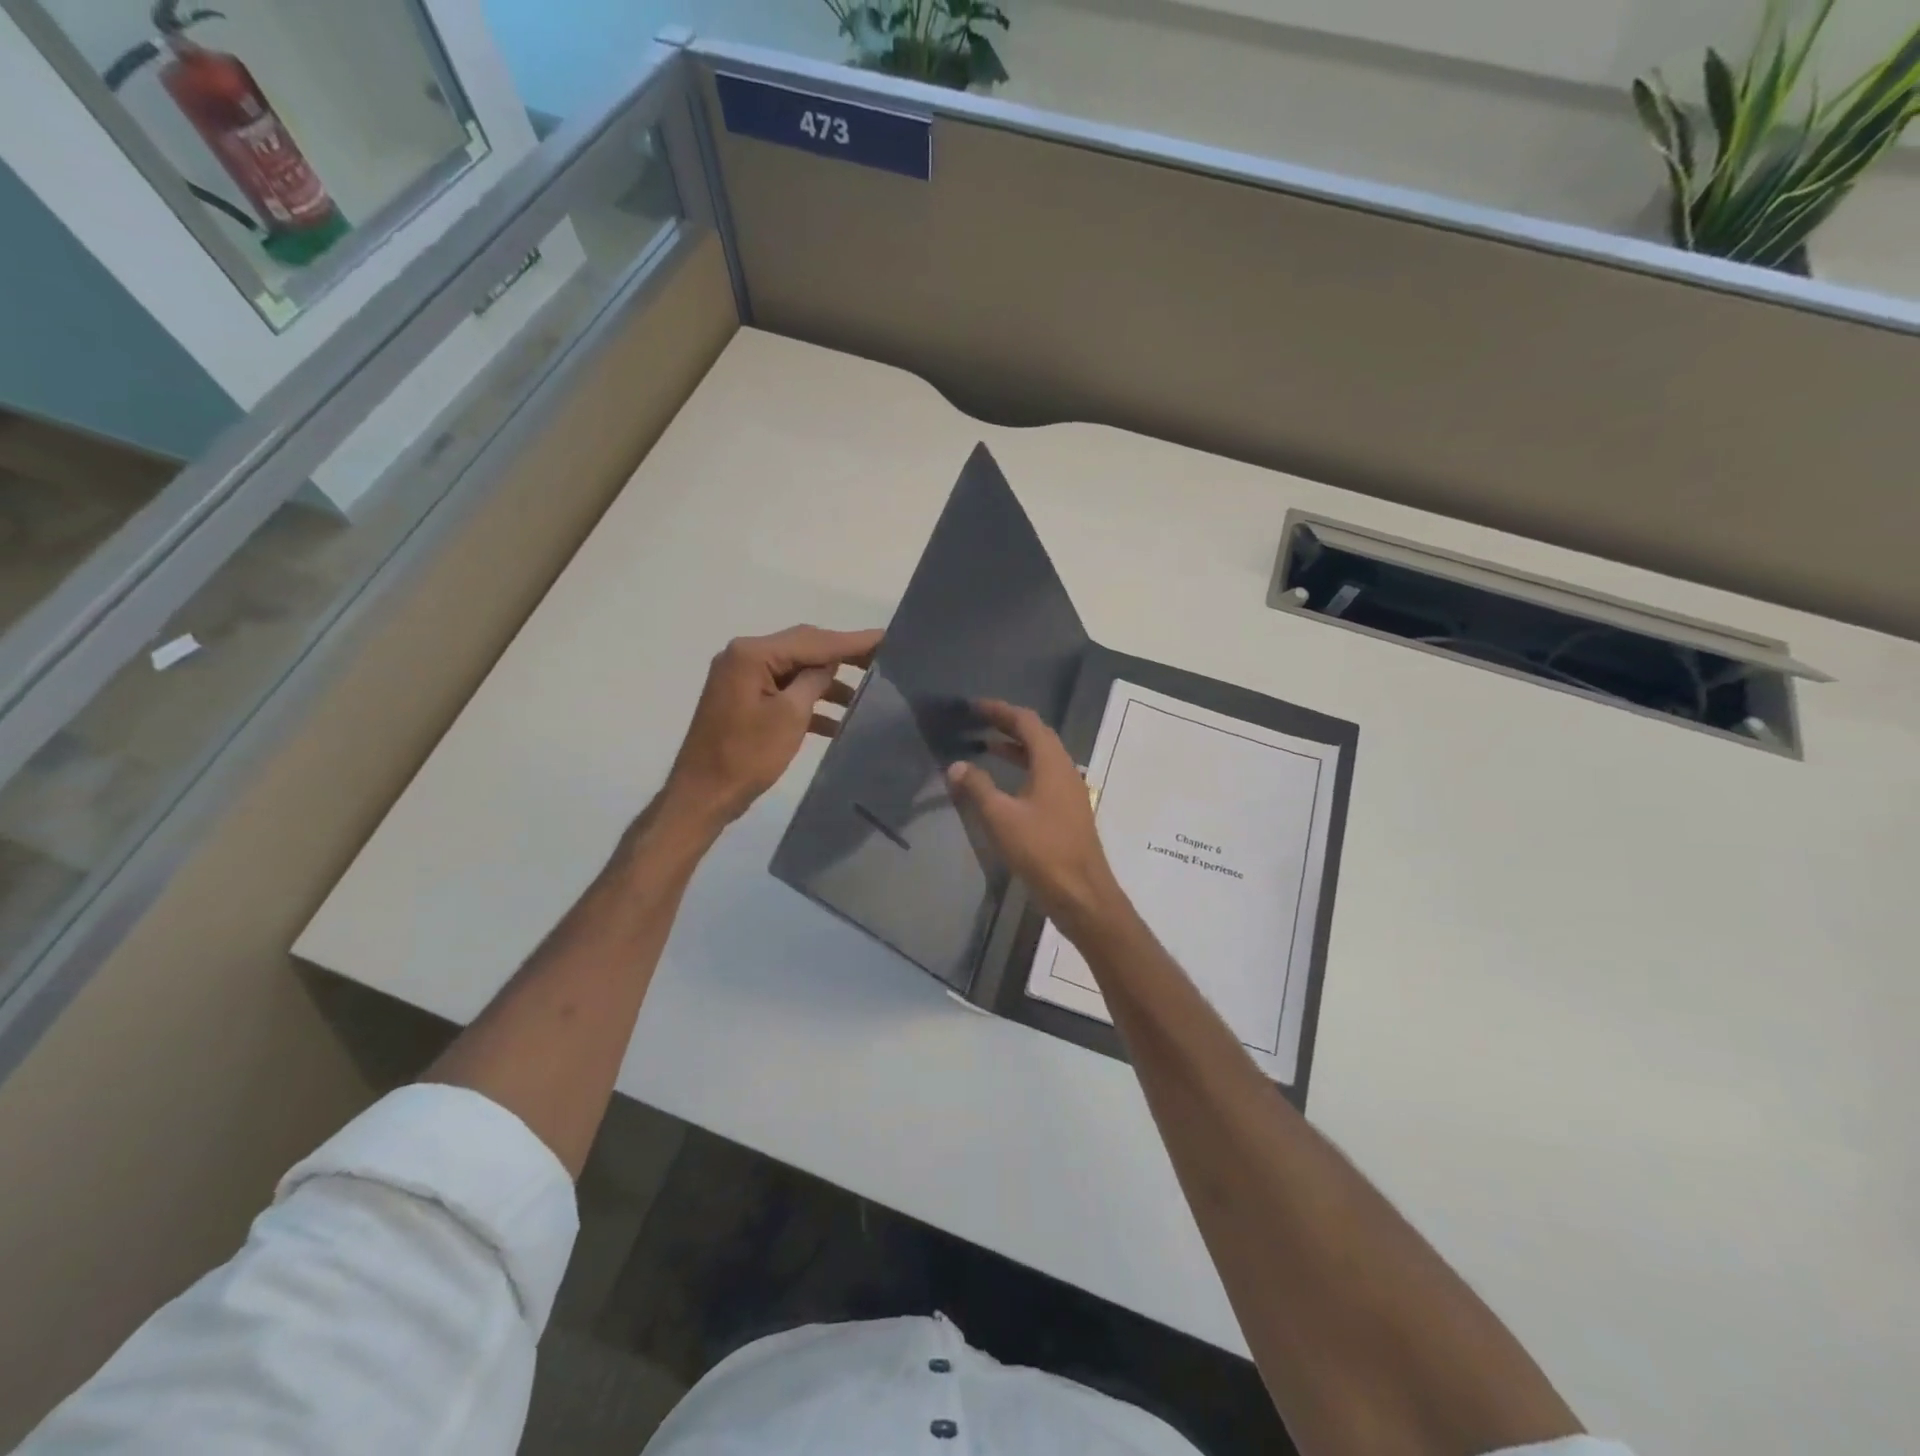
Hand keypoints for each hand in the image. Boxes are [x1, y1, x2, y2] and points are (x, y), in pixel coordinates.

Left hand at [662, 624, 881, 831]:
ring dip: (829, 683)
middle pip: (804, 649)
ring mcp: (742, 679)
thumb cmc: (746, 755)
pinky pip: (784, 691)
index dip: (852, 641)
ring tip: (868, 694)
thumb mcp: (790, 715)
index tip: (887, 638)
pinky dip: (810, 702)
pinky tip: (839, 721)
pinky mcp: (744, 701)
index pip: (812, 640)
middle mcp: (744, 657)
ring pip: (796, 671)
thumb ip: (814, 681)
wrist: (703, 795)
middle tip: (883, 660)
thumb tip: (829, 665)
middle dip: (843, 657)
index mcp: (752, 654)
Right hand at [946, 699, 1125, 937]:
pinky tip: (1005, 784)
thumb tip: (957, 765)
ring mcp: (1070, 791)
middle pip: (1037, 735)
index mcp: (1052, 763)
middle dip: (1007, 725)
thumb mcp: (1001, 817)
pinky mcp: (1068, 811)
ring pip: (1042, 757)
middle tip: (977, 722)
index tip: (974, 707)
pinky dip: (1023, 769)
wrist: (1081, 893)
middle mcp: (1065, 769)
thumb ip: (977, 787)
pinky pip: (1044, 776)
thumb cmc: (1041, 851)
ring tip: (985, 747)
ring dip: (1015, 748)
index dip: (1000, 710)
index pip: (1026, 721)